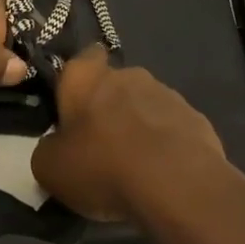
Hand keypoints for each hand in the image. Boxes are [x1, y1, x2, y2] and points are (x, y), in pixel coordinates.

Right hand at [32, 47, 225, 220]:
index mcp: (86, 76)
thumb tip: (56, 147)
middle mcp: (129, 74)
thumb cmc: (102, 166)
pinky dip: (166, 145)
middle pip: (114, 84)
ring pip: (145, 105)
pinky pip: (172, 128)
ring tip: (134, 165)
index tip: (74, 106)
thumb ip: (47, 149)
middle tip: (99, 144)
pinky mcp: (197, 119)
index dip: (78, 80)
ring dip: (138, 126)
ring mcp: (168, 94)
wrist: (177, 186)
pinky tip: (161, 174)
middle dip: (108, 107)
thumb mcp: (49, 168)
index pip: (82, 58)